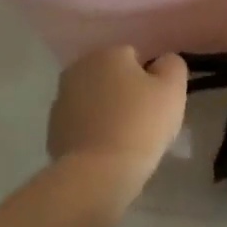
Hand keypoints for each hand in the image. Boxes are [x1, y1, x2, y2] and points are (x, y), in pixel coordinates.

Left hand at [48, 46, 187, 185]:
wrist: (98, 172)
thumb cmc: (141, 123)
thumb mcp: (173, 88)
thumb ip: (172, 65)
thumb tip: (161, 63)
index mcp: (107, 54)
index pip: (135, 57)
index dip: (150, 78)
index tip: (158, 101)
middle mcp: (78, 69)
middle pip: (111, 76)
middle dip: (125, 91)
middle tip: (144, 118)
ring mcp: (61, 100)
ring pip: (95, 99)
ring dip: (107, 110)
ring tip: (126, 137)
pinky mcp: (53, 130)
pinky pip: (82, 123)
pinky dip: (93, 130)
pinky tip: (107, 149)